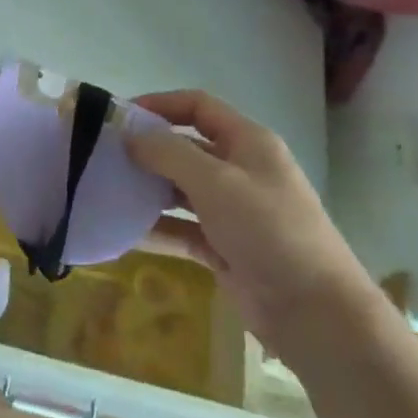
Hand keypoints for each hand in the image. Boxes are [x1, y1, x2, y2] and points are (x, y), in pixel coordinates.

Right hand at [126, 90, 373, 363]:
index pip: (198, 106)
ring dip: (147, 189)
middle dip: (146, 150)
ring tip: (105, 191)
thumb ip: (169, 153)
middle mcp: (239, 170)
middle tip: (102, 157)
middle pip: (185, 148)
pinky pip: (181, 228)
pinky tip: (122, 231)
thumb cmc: (268, 230)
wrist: (315, 312)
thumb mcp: (216, 181)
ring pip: (180, 189)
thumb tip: (129, 135)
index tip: (118, 117)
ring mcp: (232, 211)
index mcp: (248, 142)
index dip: (159, 104)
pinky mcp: (223, 247)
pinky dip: (155, 228)